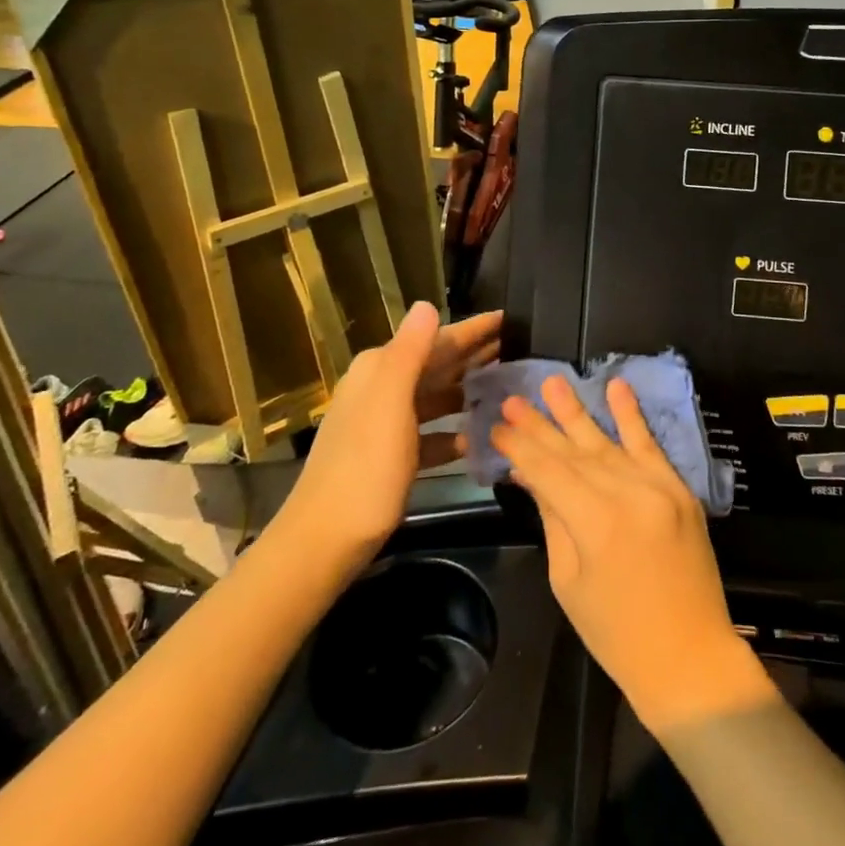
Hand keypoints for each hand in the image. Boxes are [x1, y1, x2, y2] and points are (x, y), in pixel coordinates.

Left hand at [276, 304, 499, 564]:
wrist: (326, 540)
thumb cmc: (365, 467)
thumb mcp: (390, 403)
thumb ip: (410, 352)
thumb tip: (426, 305)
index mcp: (380, 371)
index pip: (434, 338)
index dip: (472, 328)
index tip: (509, 318)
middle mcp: (381, 390)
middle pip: (437, 365)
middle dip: (475, 355)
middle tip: (518, 350)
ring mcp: (385, 425)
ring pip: (436, 397)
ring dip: (469, 391)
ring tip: (507, 389)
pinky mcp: (391, 457)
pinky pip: (431, 434)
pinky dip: (454, 432)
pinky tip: (478, 440)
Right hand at [491, 378, 775, 734]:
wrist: (689, 656)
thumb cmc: (616, 632)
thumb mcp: (569, 581)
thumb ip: (553, 519)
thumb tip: (531, 475)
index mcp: (595, 522)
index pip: (548, 471)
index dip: (520, 447)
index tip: (496, 425)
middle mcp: (628, 493)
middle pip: (574, 452)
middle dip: (541, 425)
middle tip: (514, 399)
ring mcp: (658, 487)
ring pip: (608, 442)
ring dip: (578, 411)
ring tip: (553, 382)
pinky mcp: (680, 489)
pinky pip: (652, 445)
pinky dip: (632, 416)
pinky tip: (617, 387)